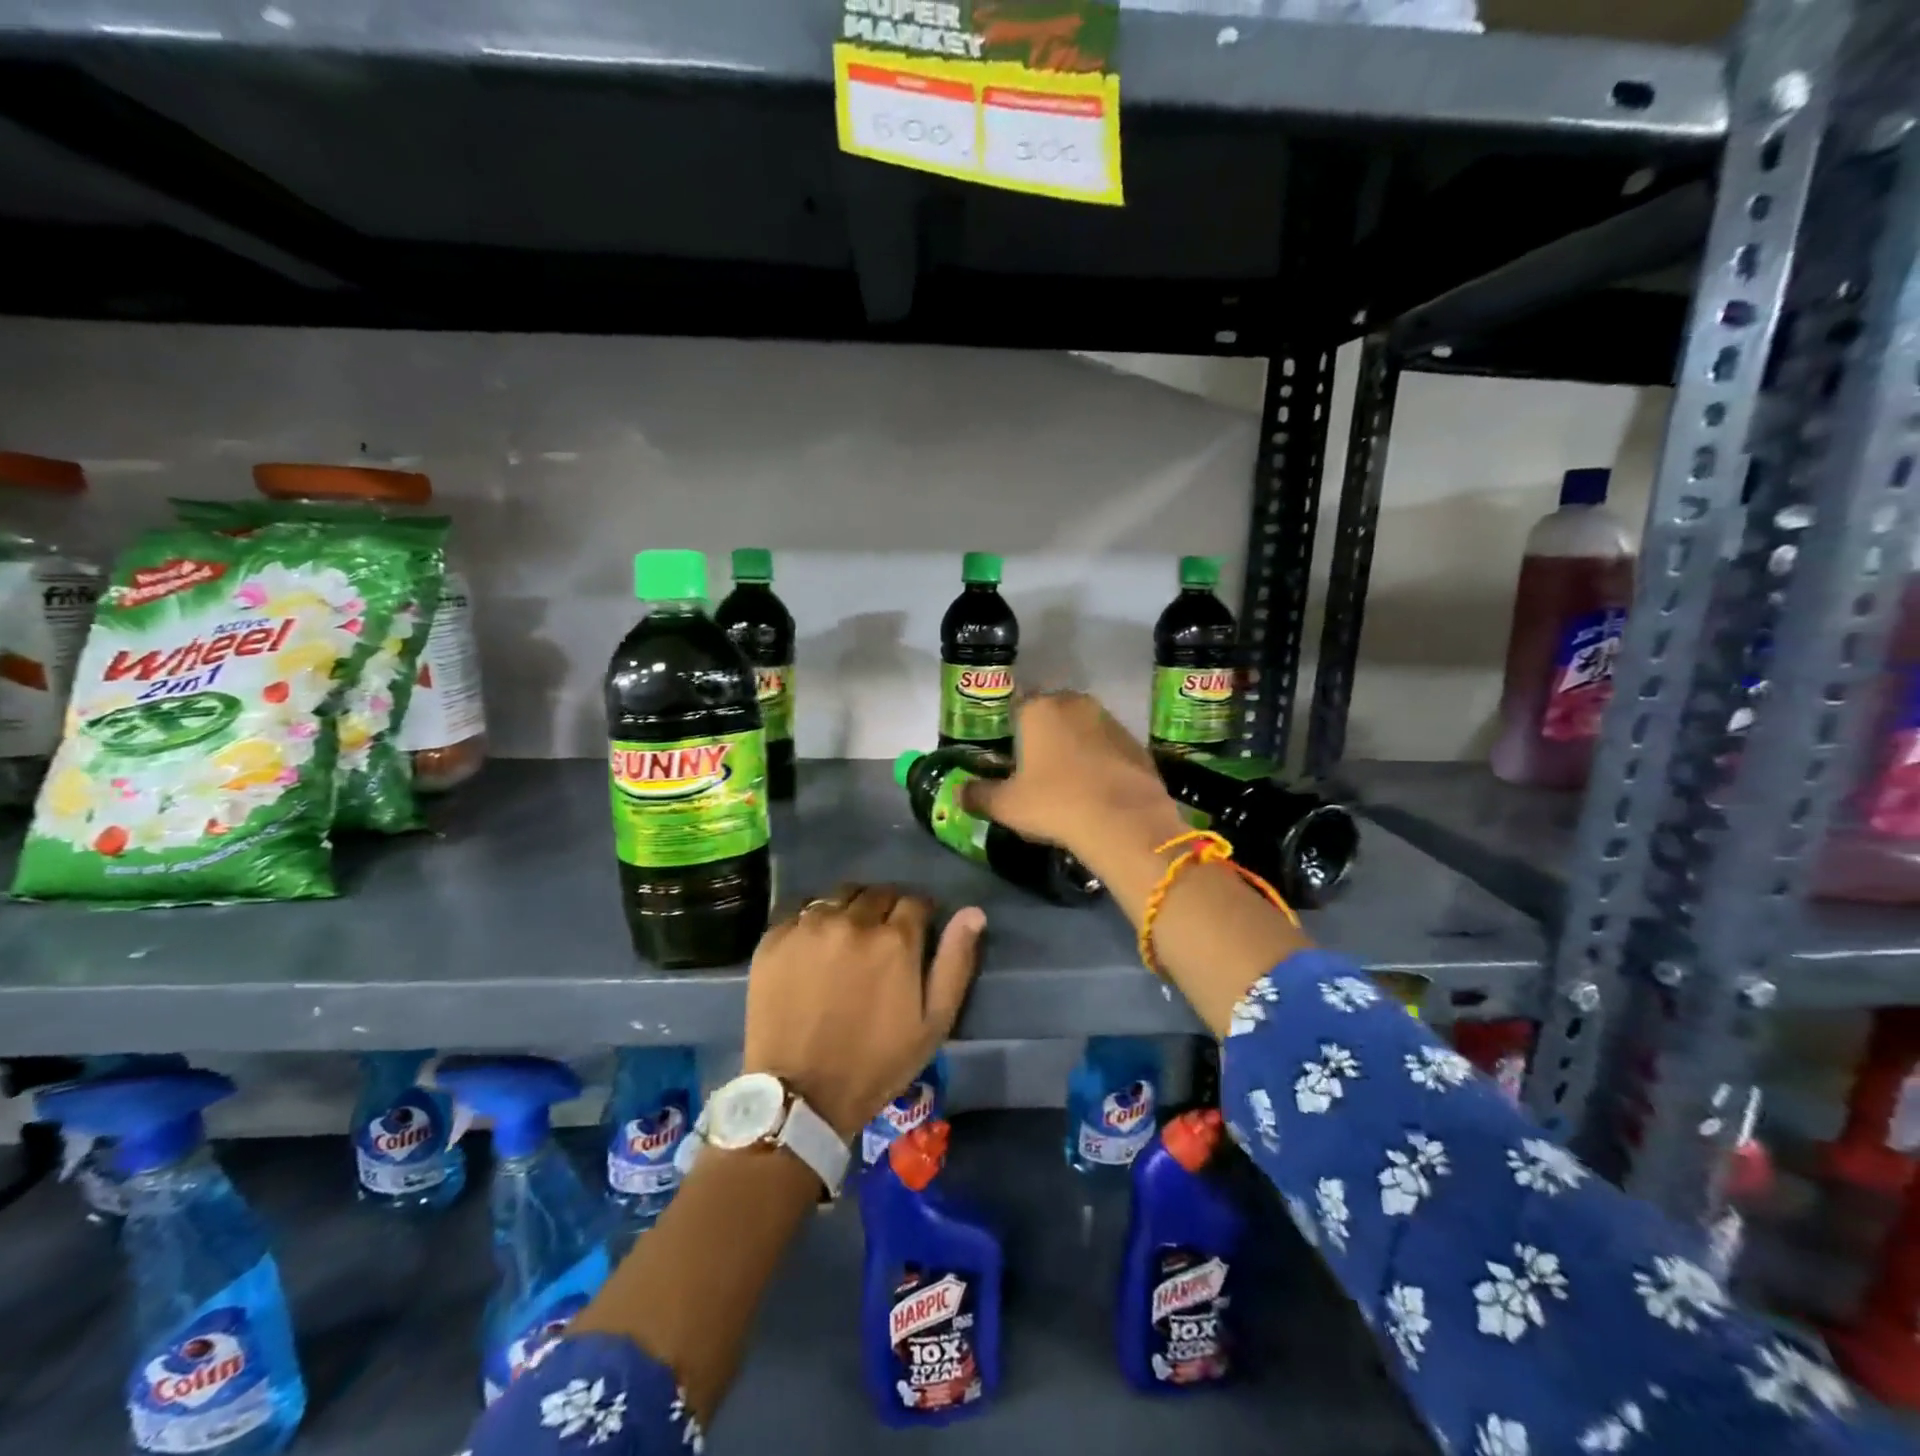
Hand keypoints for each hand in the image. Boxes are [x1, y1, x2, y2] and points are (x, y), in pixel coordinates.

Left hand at [742, 886, 985, 1140]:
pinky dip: (814, 920)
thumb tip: (973, 913)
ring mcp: (809, 927)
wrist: (801, 1095)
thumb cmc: (876, 1064)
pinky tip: (814, 946)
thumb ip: (955, 962)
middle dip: (886, 909)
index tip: (917, 931)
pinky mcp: (775, 938)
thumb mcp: (933, 1023)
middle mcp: (853, 921)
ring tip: (847, 938)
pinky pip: (801, 910)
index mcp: (895, 940)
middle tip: (882, 938)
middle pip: (877, 893)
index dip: (920, 914)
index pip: (915, 901)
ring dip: (850, 909)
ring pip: (839, 896)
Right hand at [960, 691, 1187, 879]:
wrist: (1125, 822)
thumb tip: (958, 793)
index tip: (1010, 757)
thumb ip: (978, 795)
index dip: (1011, 731)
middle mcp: (1075, 703)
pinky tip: (1096, 788)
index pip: (1016, 708)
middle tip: (1036, 769)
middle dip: (1044, 735)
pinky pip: (1108, 746)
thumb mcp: (1007, 806)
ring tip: (1068, 781)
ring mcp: (1110, 720)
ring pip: (1082, 727)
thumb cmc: (1055, 804)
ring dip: (1074, 745)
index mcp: (1039, 709)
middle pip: (1052, 713)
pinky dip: (1100, 760)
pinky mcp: (1136, 742)